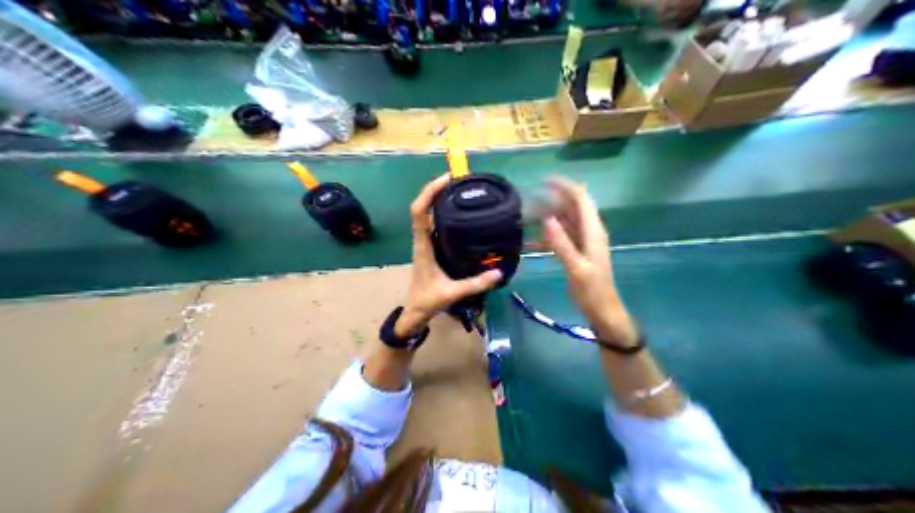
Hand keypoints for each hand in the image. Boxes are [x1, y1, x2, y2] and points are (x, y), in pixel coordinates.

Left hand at [399, 174, 503, 338]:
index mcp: (423, 246)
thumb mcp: (452, 293)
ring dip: (438, 198)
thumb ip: (475, 283)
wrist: (415, 312)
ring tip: (460, 189)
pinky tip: (459, 211)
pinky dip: (442, 211)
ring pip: (427, 214)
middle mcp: (422, 240)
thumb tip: (498, 273)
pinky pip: (433, 223)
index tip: (447, 180)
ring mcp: (425, 242)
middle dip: (436, 189)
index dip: (429, 193)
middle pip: (422, 207)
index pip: (419, 212)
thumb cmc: (428, 301)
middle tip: (458, 180)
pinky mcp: (430, 247)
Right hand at [541, 179, 637, 345]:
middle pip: (572, 206)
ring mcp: (583, 241)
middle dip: (552, 199)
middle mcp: (589, 231)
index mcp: (593, 231)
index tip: (543, 181)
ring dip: (548, 214)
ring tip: (526, 214)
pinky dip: (548, 233)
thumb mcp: (576, 268)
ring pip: (565, 219)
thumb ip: (561, 243)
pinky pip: (561, 235)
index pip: (581, 198)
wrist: (602, 311)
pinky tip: (531, 238)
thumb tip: (546, 218)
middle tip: (528, 200)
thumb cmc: (592, 291)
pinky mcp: (577, 251)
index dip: (565, 186)